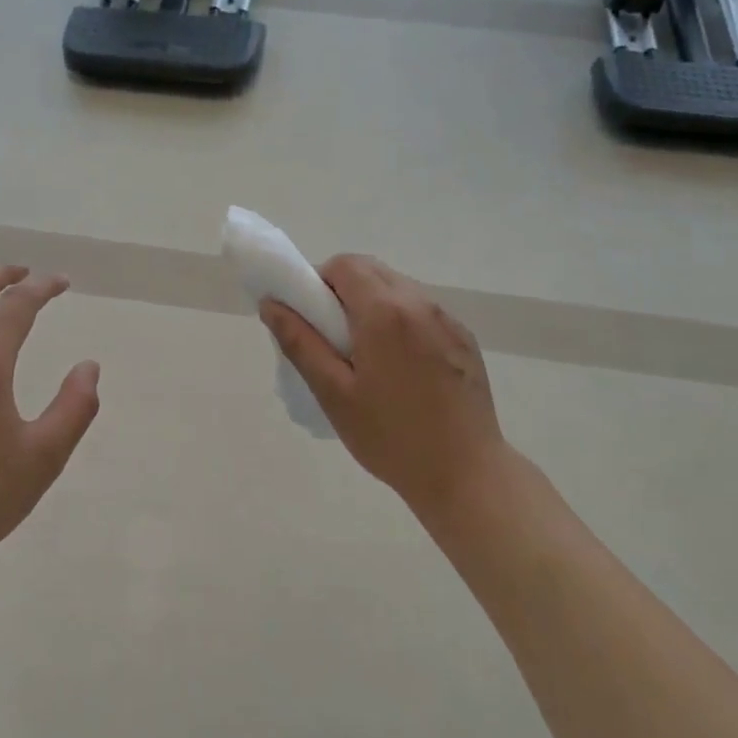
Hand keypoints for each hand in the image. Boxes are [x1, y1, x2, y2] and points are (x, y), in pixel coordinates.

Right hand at [262, 256, 508, 520]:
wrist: (465, 472)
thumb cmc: (391, 437)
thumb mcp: (334, 393)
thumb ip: (300, 343)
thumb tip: (272, 304)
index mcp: (385, 312)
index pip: (344, 265)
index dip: (319, 282)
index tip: (312, 319)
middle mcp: (420, 302)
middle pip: (372, 271)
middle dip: (344, 291)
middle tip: (334, 340)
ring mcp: (447, 319)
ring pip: (399, 288)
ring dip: (374, 305)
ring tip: (368, 357)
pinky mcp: (464, 338)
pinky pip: (422, 311)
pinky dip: (402, 321)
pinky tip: (401, 368)